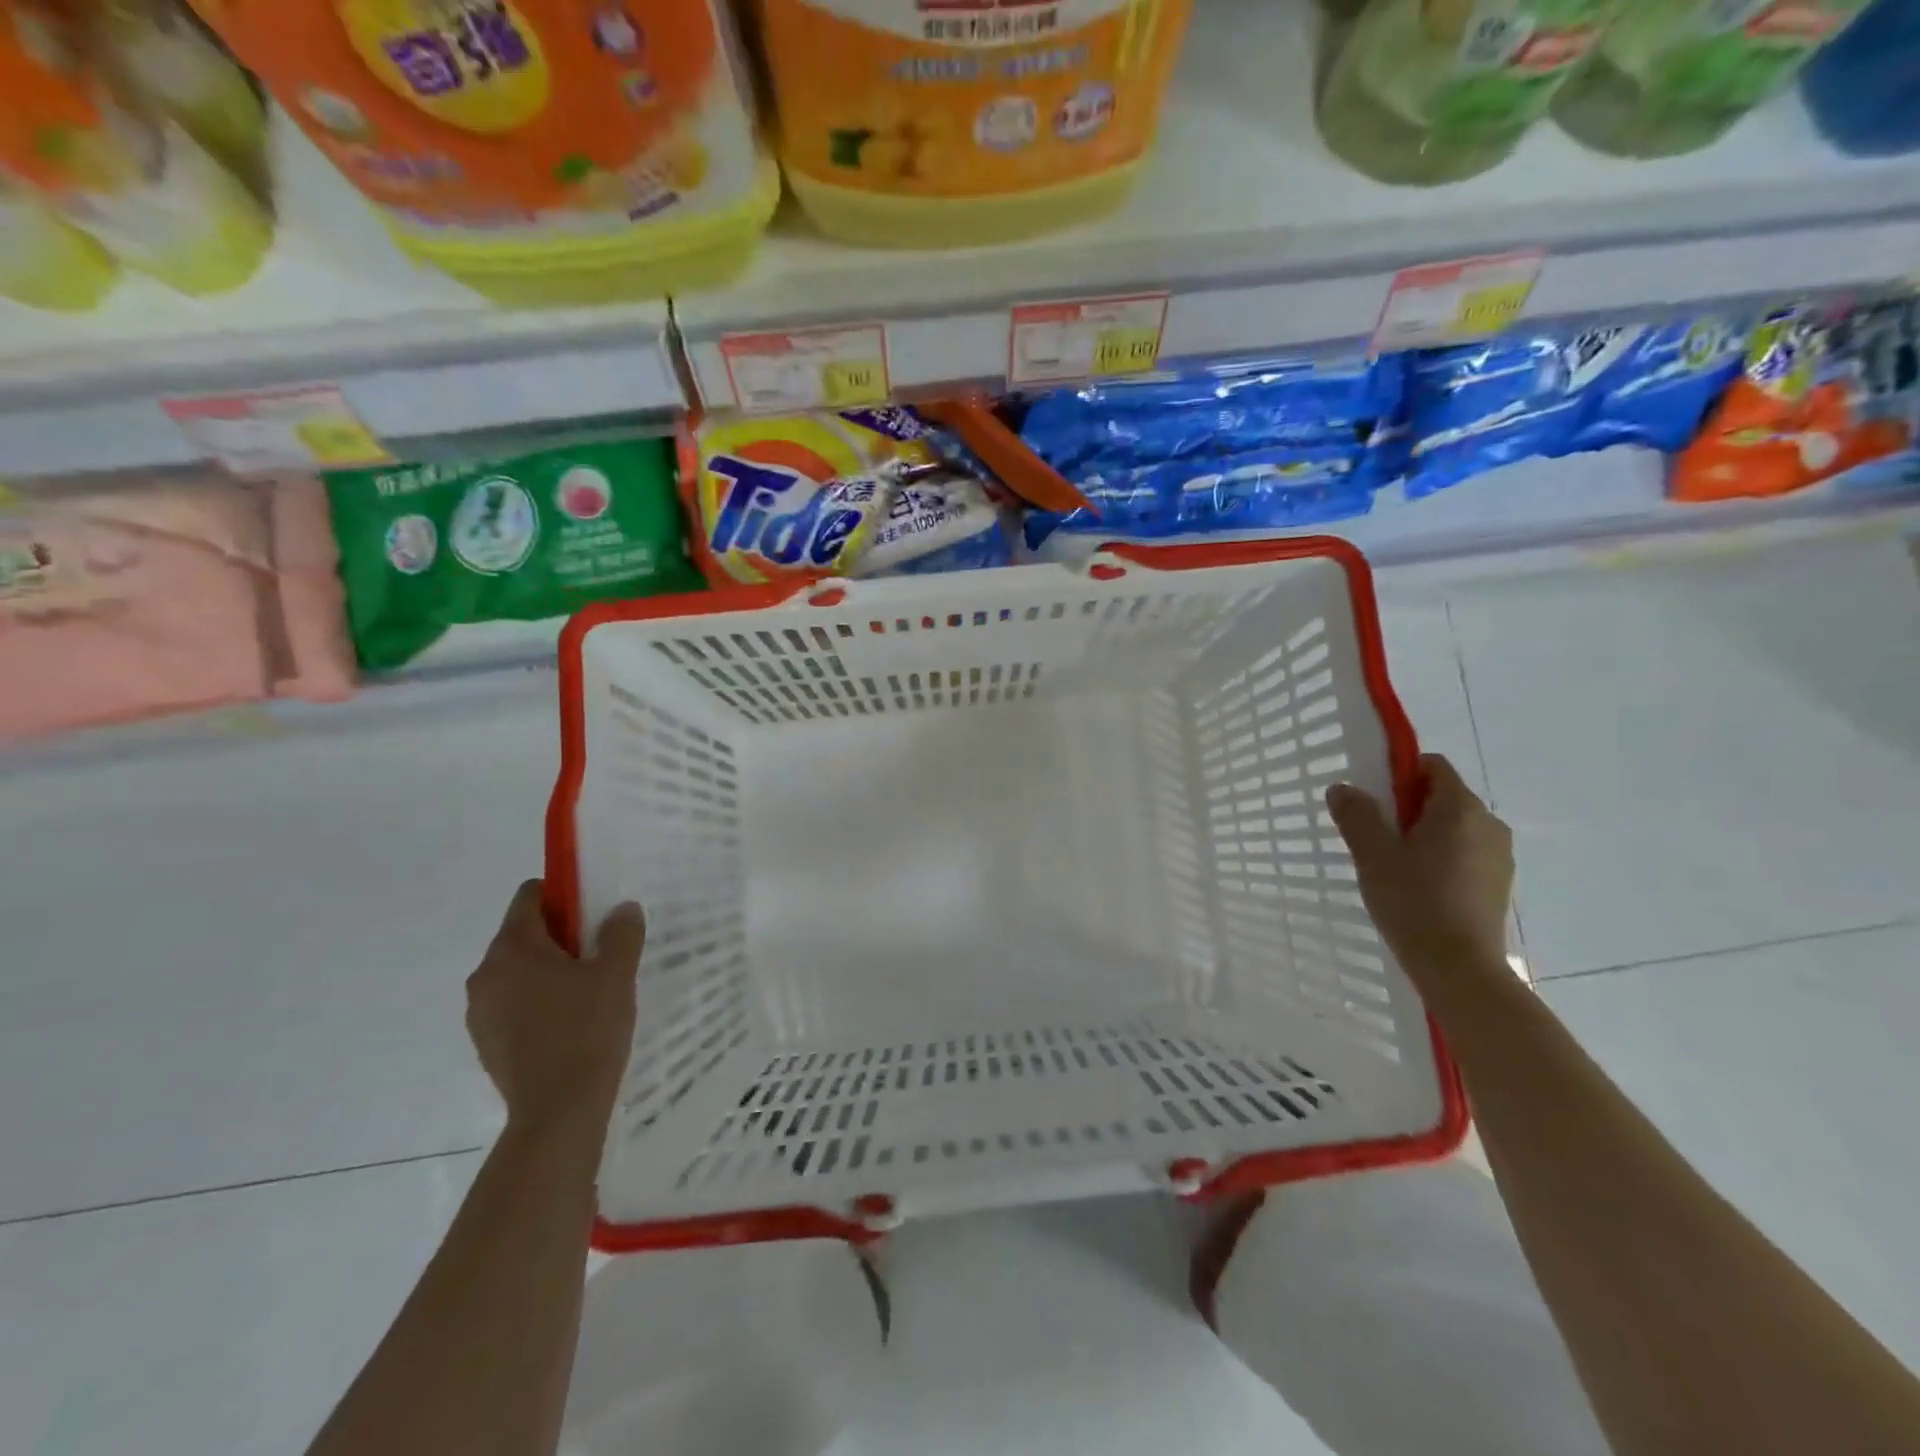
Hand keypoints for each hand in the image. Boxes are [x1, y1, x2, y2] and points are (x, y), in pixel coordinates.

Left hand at [466, 880, 644, 1141]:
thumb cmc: (587, 1030)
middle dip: (560, 936)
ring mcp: (480, 1011)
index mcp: (513, 948)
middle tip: (599, 955)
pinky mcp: (485, 1042)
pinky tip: (569, 1023)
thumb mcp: (616, 974)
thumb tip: (622, 909)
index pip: (529, 896)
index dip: (563, 895)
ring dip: (548, 971)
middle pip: (523, 934)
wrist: (558, 1111)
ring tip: (588, 992)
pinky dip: (537, 1002)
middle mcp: (486, 973)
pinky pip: (513, 1003)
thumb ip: (621, 933)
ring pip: (518, 971)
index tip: (593, 914)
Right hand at [1325, 754, 1512, 974]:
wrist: (1460, 968)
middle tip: (1375, 837)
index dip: (1399, 774)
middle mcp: (1489, 824)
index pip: (1432, 766)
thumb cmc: (1414, 902)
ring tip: (1394, 866)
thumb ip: (1356, 815)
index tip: (1373, 800)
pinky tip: (1418, 887)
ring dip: (1423, 835)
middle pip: (1443, 796)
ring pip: (1453, 827)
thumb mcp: (1373, 854)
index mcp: (1460, 808)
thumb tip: (1343, 788)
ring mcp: (1499, 855)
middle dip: (1407, 807)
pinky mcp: (1498, 883)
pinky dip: (1440, 858)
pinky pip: (1464, 853)